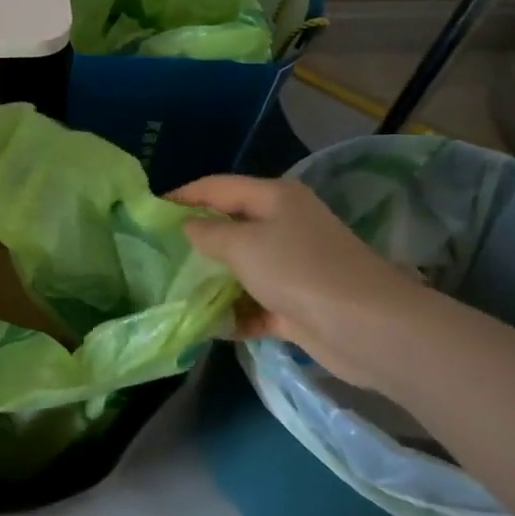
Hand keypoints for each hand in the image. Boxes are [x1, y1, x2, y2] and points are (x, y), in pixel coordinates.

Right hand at [169, 174, 426, 389]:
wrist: (367, 328)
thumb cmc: (299, 271)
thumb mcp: (243, 245)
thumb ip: (207, 234)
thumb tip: (187, 228)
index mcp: (274, 198)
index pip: (217, 187)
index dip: (182, 195)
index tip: (147, 211)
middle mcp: (284, 226)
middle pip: (229, 227)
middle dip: (193, 242)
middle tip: (153, 255)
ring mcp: (292, 267)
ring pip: (240, 269)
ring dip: (211, 282)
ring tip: (170, 291)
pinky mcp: (296, 304)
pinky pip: (254, 305)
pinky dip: (233, 314)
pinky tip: (205, 326)